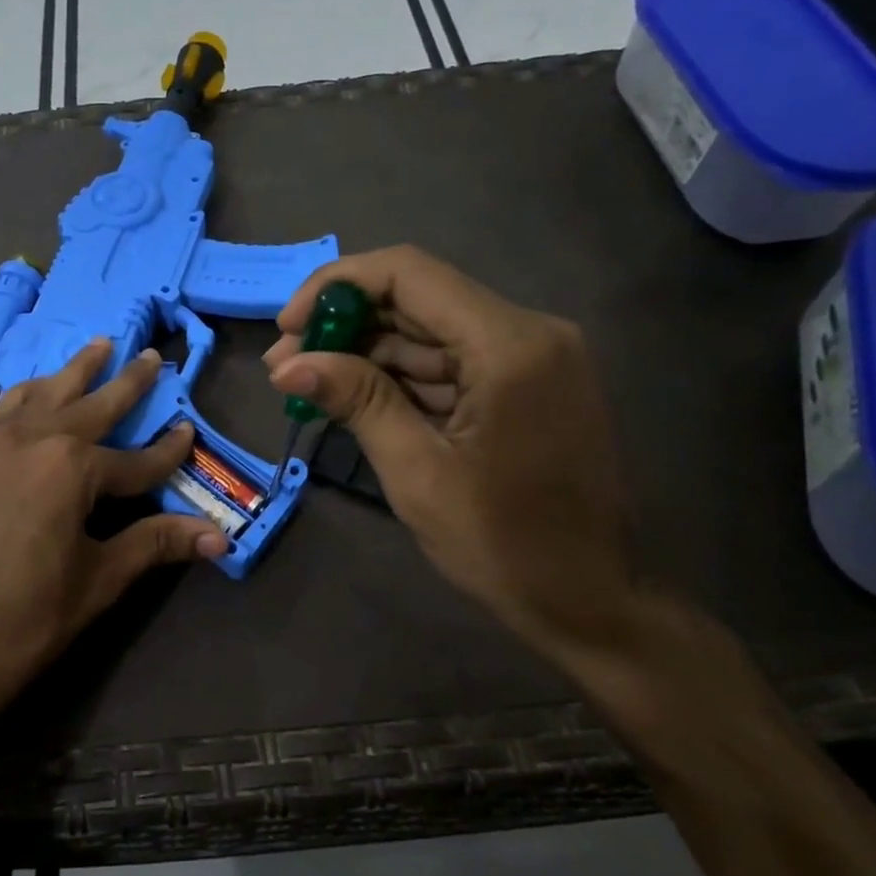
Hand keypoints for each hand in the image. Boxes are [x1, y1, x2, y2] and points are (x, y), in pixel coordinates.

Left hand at [0, 340, 227, 739]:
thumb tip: (219, 538)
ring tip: (92, 349)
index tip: (189, 431)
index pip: (135, 460)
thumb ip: (155, 544)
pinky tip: (26, 403)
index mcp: (71, 468)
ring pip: (38, 395)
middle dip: (126, 381)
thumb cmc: (23, 620)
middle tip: (150, 354)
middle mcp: (30, 441)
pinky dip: (24, 400)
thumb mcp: (98, 580)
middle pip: (90, 404)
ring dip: (70, 372)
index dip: (167, 451)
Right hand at [264, 246, 636, 659]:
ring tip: (305, 381)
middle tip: (284, 362)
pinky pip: (449, 359)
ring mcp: (531, 355)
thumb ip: (357, 401)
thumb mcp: (417, 473)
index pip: (409, 274)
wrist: (591, 601)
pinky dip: (399, 374)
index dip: (337, 286)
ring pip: (428, 329)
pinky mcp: (525, 381)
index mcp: (509, 345)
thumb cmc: (505, 545)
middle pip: (417, 298)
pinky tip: (353, 394)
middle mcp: (528, 331)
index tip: (288, 326)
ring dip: (366, 351)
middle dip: (344, 323)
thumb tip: (287, 364)